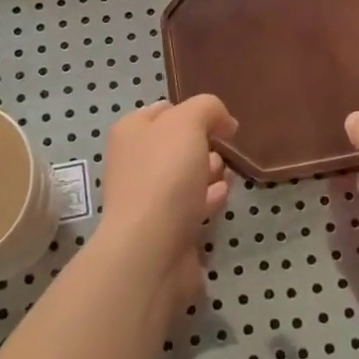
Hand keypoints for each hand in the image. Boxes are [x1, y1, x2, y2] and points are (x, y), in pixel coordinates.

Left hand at [97, 95, 236, 310]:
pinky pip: (191, 205)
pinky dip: (208, 198)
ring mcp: (148, 198)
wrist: (151, 250)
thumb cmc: (165, 175)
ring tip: (226, 171)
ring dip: (208, 170)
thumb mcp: (189, 122)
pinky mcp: (165, 230)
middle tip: (223, 147)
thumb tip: (224, 121)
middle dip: (203, 143)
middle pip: (176, 144)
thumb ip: (208, 108)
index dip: (193, 110)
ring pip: (185, 176)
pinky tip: (223, 194)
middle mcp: (135, 162)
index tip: (220, 120)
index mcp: (131, 131)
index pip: (164, 110)